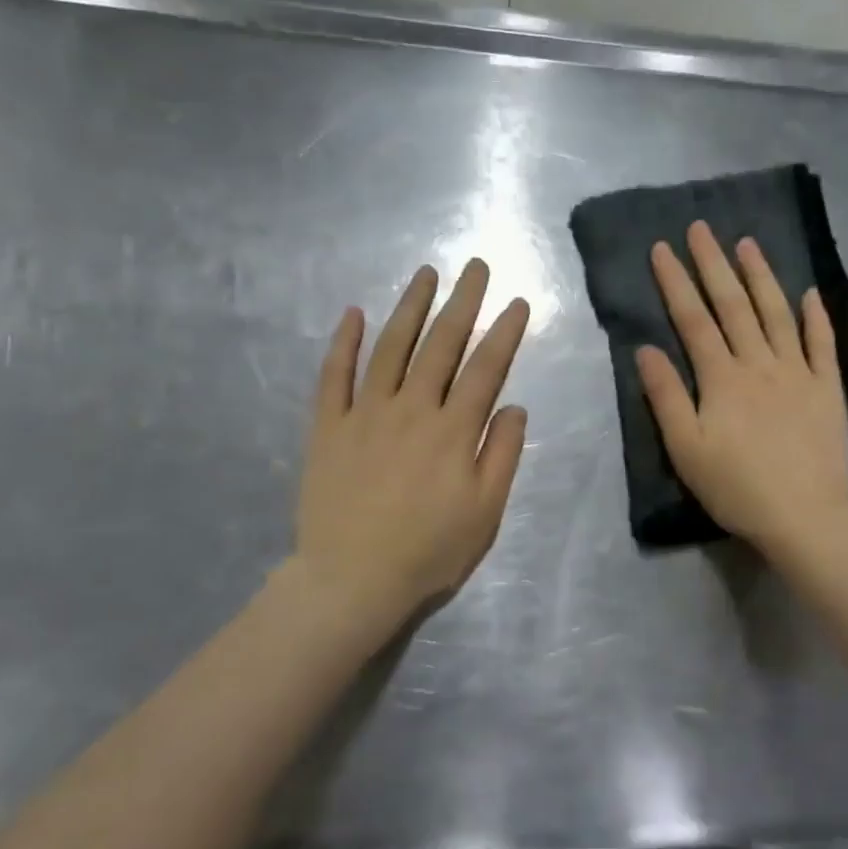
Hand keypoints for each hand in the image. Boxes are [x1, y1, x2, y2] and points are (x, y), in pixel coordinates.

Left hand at [295, 260, 529, 640]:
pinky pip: (334, 375)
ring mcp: (365, 413)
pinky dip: (343, 342)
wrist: (351, 581)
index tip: (518, 303)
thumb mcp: (485, 513)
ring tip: (425, 274)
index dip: (505, 333)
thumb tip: (514, 406)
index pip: (486, 368)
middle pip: (441, 344)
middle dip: (462, 302)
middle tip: (475, 267)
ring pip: (391, 347)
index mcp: (453, 430)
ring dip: (410, 307)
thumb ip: (502, 455)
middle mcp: (411, 408)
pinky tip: (353, 313)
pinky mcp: (329, 426)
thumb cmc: (428, 551)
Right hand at [637, 222, 847, 558]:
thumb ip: (665, 396)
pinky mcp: (827, 389)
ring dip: (761, 276)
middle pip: (733, 305)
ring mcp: (798, 373)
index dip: (676, 282)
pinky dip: (816, 317)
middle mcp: (759, 363)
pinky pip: (822, 344)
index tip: (662, 248)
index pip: (693, 319)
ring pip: (776, 313)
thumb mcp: (686, 449)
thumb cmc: (736, 487)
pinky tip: (810, 293)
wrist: (806, 516)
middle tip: (701, 228)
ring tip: (748, 243)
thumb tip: (645, 348)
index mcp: (721, 378)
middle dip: (713, 264)